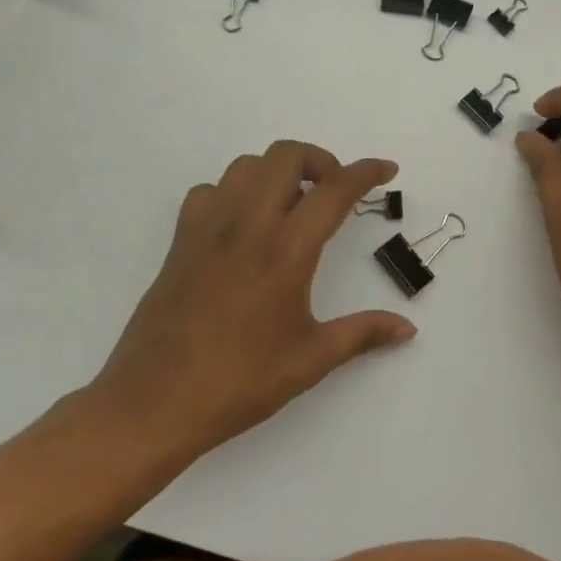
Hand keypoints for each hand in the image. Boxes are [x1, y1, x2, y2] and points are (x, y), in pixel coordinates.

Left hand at [88, 141, 415, 463]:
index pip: (334, 191)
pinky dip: (234, 193)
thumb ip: (363, 334)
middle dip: (319, 160)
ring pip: (245, 167)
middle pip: (285, 156)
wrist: (153, 404)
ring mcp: (207, 230)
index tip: (385, 169)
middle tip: (333, 192)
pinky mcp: (180, 243)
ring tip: (292, 207)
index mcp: (286, 251)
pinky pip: (209, 192)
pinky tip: (243, 227)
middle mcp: (247, 226)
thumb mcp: (311, 359)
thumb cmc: (240, 381)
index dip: (366, 171)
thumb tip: (408, 328)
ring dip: (276, 173)